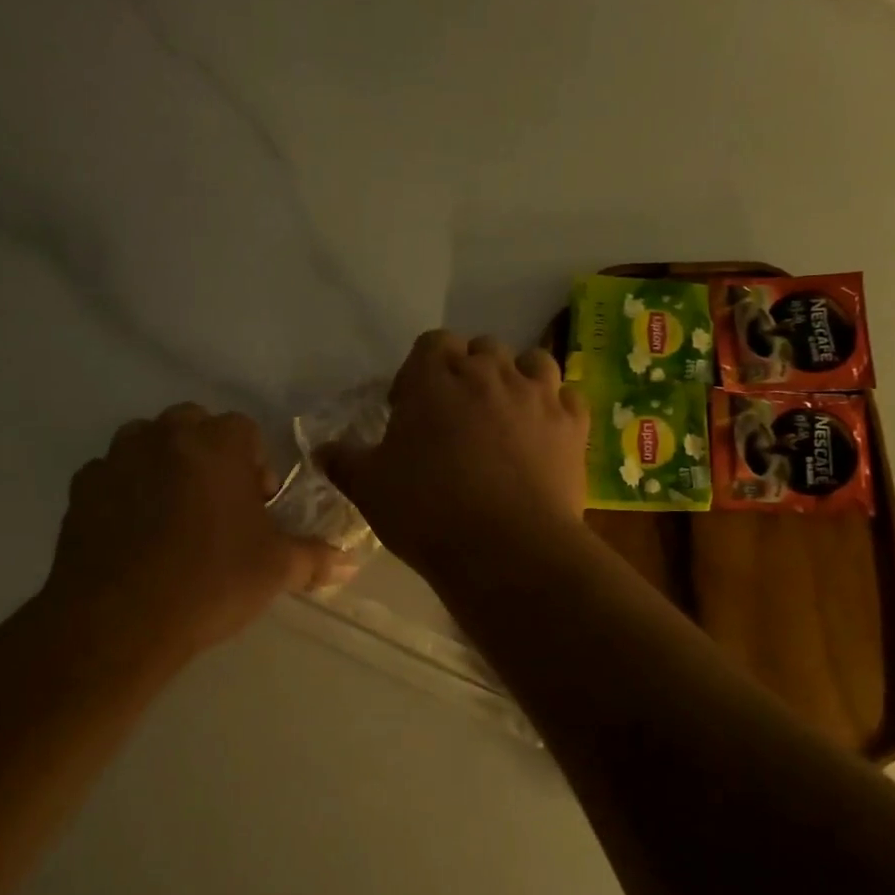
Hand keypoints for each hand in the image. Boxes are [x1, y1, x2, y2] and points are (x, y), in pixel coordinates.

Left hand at [43, 404, 348, 657]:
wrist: (120, 620)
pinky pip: (111, 476)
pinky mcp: (81, 489)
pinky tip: (132, 536)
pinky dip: (125, 492)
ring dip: (163, 466)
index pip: (244, 430)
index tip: (256, 506)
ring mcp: (116, 459)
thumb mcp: (276, 570)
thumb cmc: (211, 581)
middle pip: (193, 426)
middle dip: (208, 456)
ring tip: (172, 518)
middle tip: (216, 507)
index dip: (255, 465)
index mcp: (216, 444)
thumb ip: (315, 558)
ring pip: (146, 444)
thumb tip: (350, 563)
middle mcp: (163, 436)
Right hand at [319, 331, 588, 582]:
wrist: (506, 550)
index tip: (411, 408)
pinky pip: (567, 398)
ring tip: (504, 416)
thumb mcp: (369, 488)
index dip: (420, 371)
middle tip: (455, 416)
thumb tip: (321, 450)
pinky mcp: (574, 426)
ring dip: (516, 379)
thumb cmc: (427, 511)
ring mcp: (538, 396)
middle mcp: (490, 373)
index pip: (431, 344)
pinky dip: (555, 408)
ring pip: (531, 362)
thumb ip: (343, 461)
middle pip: (481, 348)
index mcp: (435, 378)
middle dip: (468, 373)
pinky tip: (543, 435)